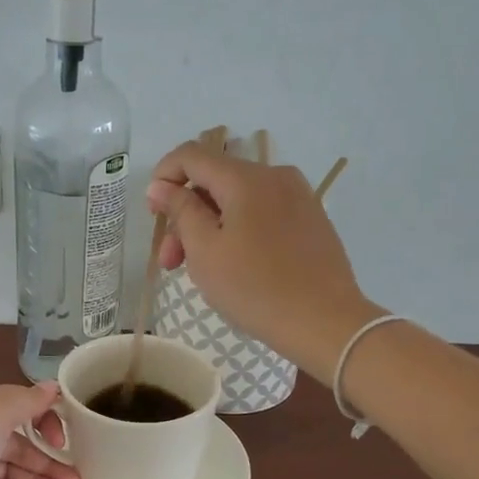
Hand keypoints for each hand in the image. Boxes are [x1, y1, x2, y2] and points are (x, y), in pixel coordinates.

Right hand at [147, 143, 381, 379]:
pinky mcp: (310, 219)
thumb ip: (180, 211)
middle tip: (170, 261)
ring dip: (209, 225)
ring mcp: (297, 196)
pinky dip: (237, 229)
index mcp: (246, 178)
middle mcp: (275, 175)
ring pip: (237, 198)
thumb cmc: (255, 288)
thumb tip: (161, 186)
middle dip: (185, 214)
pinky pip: (261, 212)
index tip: (152, 213)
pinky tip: (233, 264)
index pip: (192, 155)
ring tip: (198, 269)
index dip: (164, 176)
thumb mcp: (205, 251)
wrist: (325, 323)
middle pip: (215, 180)